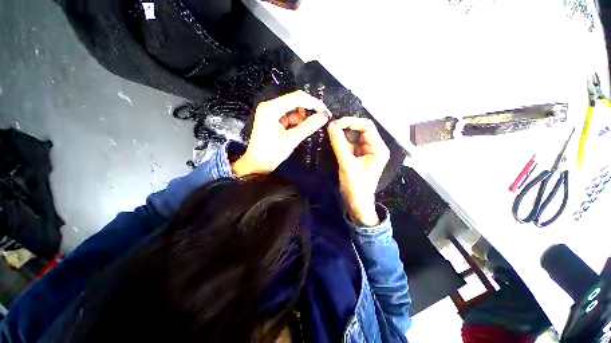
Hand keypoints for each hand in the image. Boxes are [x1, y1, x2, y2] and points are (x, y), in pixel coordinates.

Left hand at [232, 91, 329, 175]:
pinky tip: (298, 130)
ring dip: (301, 117)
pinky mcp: (272, 118)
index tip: (325, 111)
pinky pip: (288, 115)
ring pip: (293, 109)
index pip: (297, 98)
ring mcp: (270, 112)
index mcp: (271, 108)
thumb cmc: (271, 153)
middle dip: (308, 109)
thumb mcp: (291, 140)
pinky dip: (296, 122)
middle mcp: (269, 106)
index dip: (313, 103)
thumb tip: (324, 117)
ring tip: (304, 130)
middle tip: (320, 118)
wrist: (257, 165)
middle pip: (294, 101)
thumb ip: (308, 126)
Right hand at [327, 117, 389, 226]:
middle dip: (346, 128)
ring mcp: (366, 152)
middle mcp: (374, 147)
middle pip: (360, 130)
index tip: (335, 124)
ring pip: (354, 137)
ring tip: (330, 134)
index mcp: (378, 148)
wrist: (357, 203)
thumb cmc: (355, 186)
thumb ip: (339, 144)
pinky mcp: (359, 156)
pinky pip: (350, 144)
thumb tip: (331, 126)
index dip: (351, 122)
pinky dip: (342, 142)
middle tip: (330, 128)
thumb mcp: (347, 164)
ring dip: (342, 135)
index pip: (367, 126)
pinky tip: (334, 141)